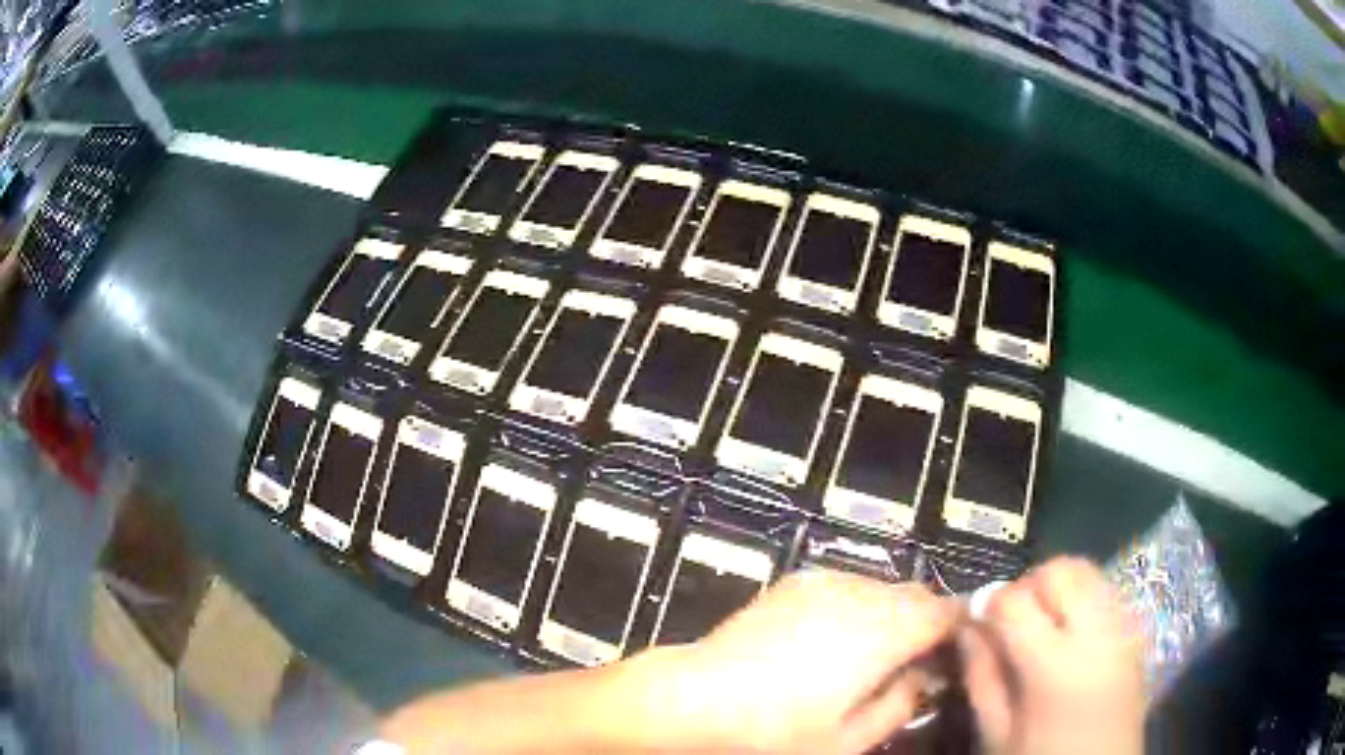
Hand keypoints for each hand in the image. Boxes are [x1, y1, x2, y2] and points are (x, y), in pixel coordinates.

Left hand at [631, 570, 956, 753]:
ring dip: (891, 614)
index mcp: (886, 629)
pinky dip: (858, 607)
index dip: (959, 631)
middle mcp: (862, 592)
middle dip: (925, 623)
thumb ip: (902, 703)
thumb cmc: (777, 730)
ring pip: (882, 589)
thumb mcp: (851, 737)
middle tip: (915, 663)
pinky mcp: (796, 581)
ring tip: (872, 655)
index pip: (947, 611)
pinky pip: (847, 586)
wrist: (695, 698)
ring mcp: (825, 581)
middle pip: (916, 595)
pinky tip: (833, 642)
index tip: (954, 657)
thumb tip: (924, 677)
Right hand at [960, 556, 1144, 754]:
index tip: (975, 622)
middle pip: (1059, 570)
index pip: (1014, 601)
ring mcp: (1123, 627)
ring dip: (1056, 589)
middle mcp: (1097, 632)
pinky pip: (1105, 591)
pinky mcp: (1136, 629)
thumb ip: (981, 677)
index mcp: (1055, 666)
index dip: (987, 604)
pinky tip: (1069, 636)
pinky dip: (1080, 599)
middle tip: (1011, 622)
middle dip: (1027, 586)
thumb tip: (968, 626)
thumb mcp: (996, 734)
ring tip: (1042, 626)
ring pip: (1087, 571)